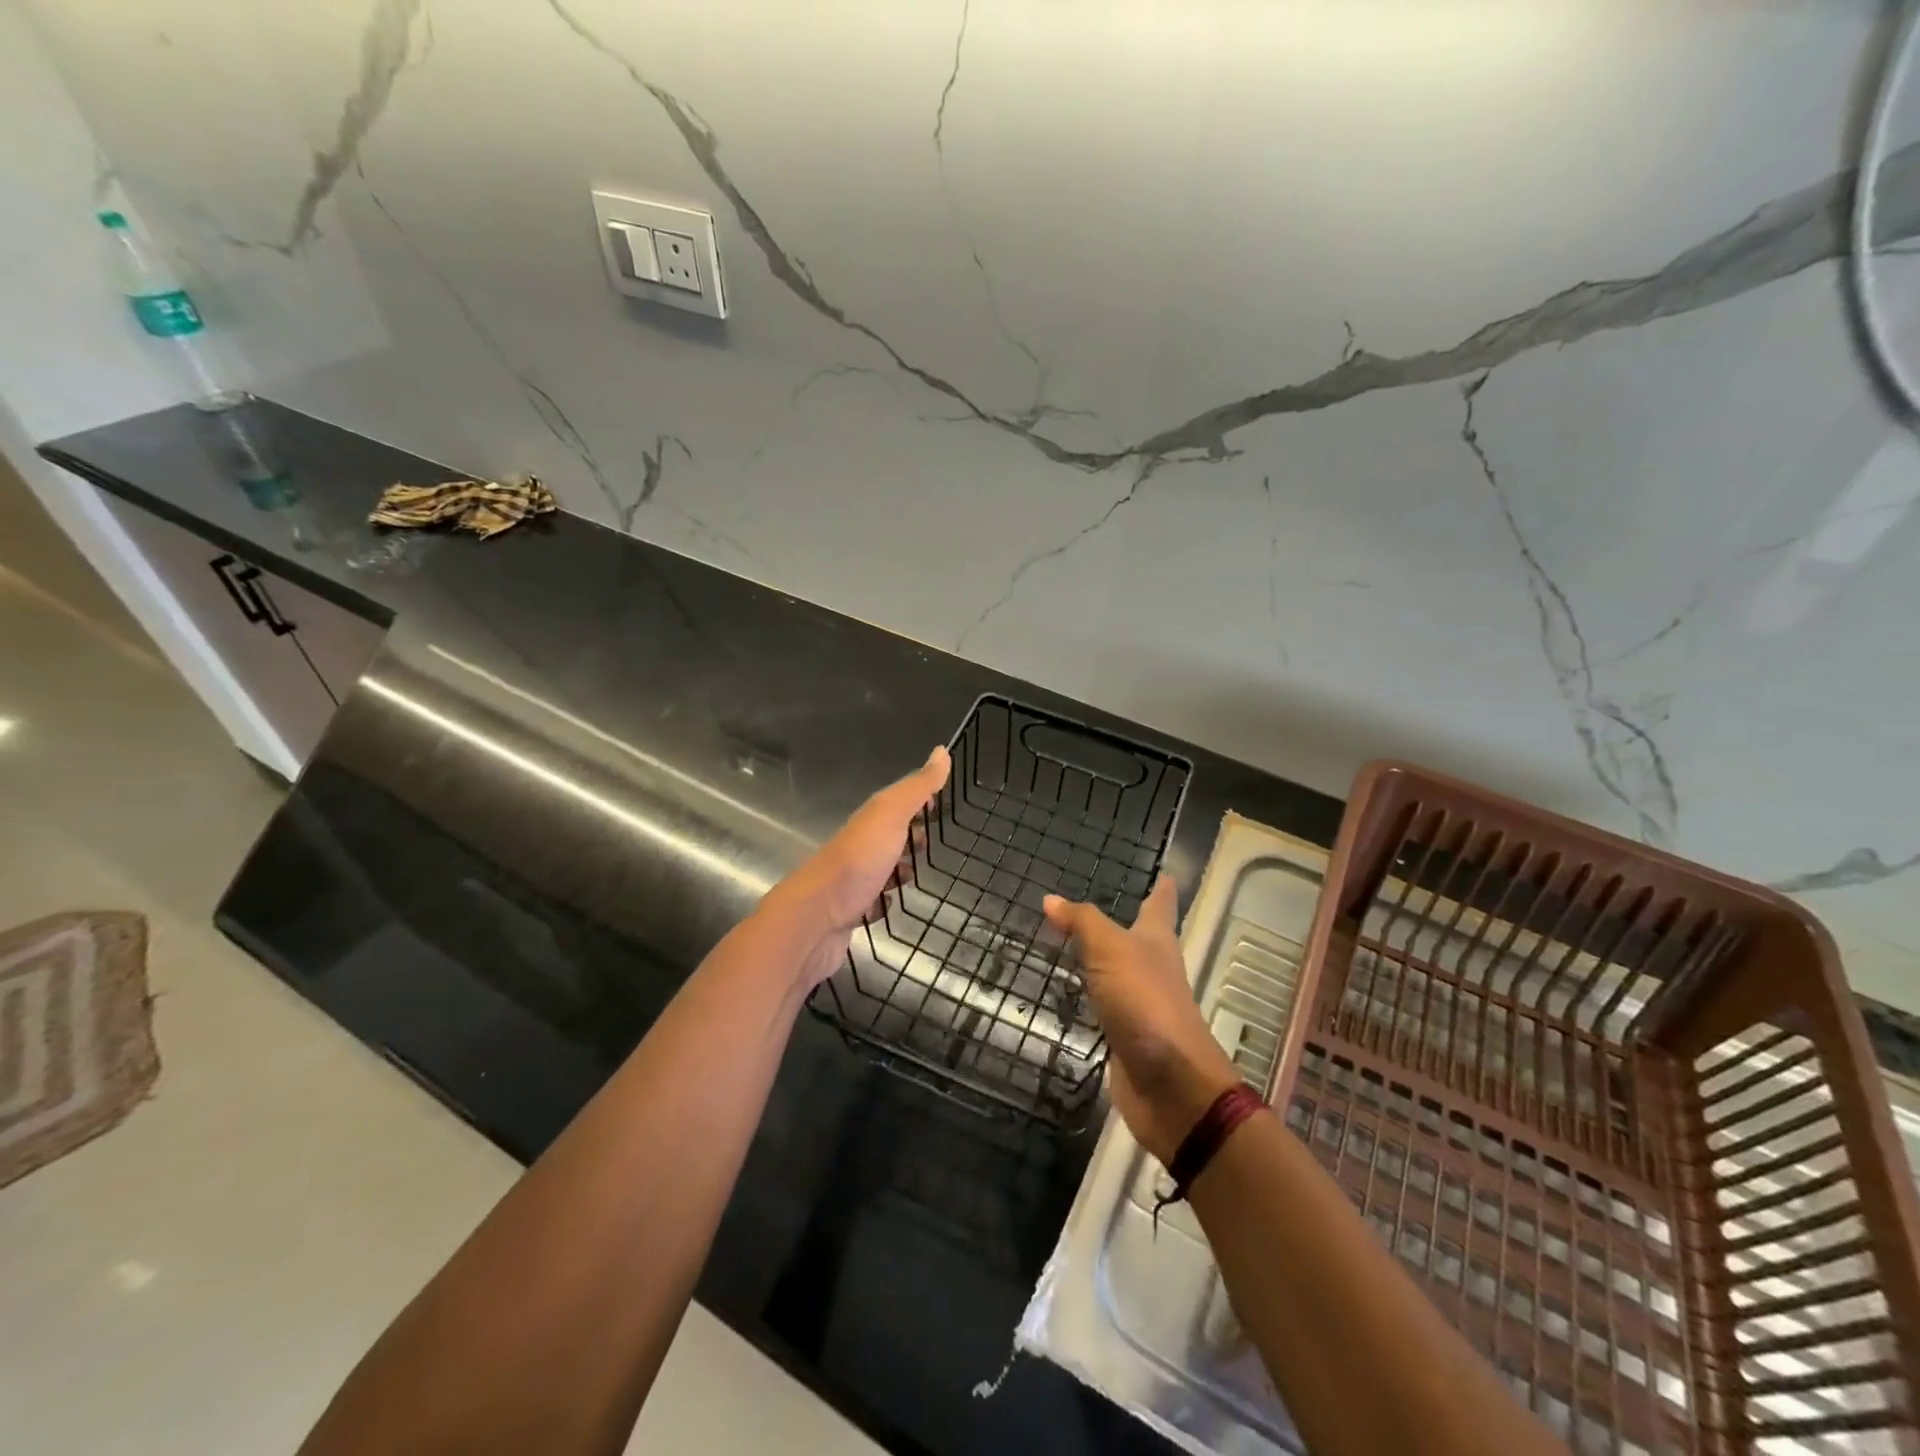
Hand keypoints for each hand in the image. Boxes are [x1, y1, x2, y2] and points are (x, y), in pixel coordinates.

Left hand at [771, 745, 950, 988]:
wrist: (816, 917)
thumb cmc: (858, 861)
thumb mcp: (891, 815)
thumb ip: (917, 787)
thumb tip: (942, 750)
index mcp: (869, 820)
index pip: (897, 802)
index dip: (918, 801)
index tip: (941, 803)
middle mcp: (859, 846)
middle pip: (889, 836)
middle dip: (911, 837)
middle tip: (933, 844)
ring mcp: (853, 880)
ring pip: (881, 868)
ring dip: (899, 869)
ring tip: (918, 875)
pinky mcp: (851, 911)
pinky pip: (872, 902)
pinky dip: (884, 902)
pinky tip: (892, 905)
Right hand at [1043, 876, 1239, 1164]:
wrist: (1170, 1085)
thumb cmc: (1146, 1002)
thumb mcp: (1111, 950)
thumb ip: (1082, 922)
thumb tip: (1051, 899)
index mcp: (1157, 942)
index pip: (1160, 905)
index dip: (1161, 888)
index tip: (1165, 872)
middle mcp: (1152, 969)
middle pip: (1142, 938)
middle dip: (1126, 921)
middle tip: (1096, 903)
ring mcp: (1140, 1005)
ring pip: (1120, 972)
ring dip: (1103, 959)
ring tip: (1074, 942)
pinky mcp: (1125, 1037)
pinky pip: (1104, 1006)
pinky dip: (1090, 996)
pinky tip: (1072, 994)